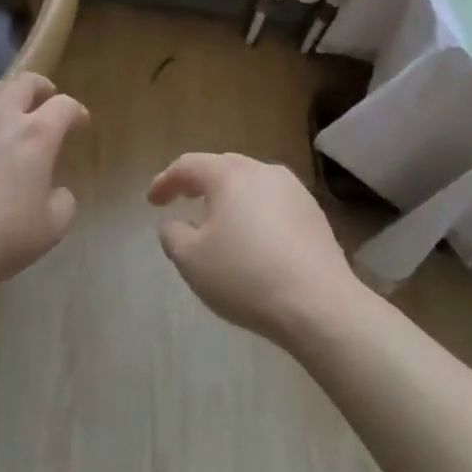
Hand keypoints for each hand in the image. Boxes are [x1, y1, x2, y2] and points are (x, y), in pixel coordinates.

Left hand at [0, 74, 88, 293]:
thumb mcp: (51, 229)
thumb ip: (63, 202)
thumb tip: (57, 191)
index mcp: (36, 135)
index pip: (64, 106)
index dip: (76, 111)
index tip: (80, 122)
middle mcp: (2, 117)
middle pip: (24, 82)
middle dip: (41, 87)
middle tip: (45, 99)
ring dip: (5, 93)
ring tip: (7, 108)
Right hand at [147, 152, 360, 343]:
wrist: (319, 305)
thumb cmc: (246, 277)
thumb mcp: (191, 261)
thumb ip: (173, 235)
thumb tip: (174, 222)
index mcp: (229, 175)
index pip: (188, 166)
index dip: (165, 181)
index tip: (152, 201)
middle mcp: (263, 171)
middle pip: (222, 168)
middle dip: (199, 183)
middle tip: (182, 200)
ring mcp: (294, 190)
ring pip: (251, 184)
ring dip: (230, 198)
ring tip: (218, 220)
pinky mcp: (314, 213)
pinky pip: (273, 203)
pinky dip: (255, 213)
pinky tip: (254, 238)